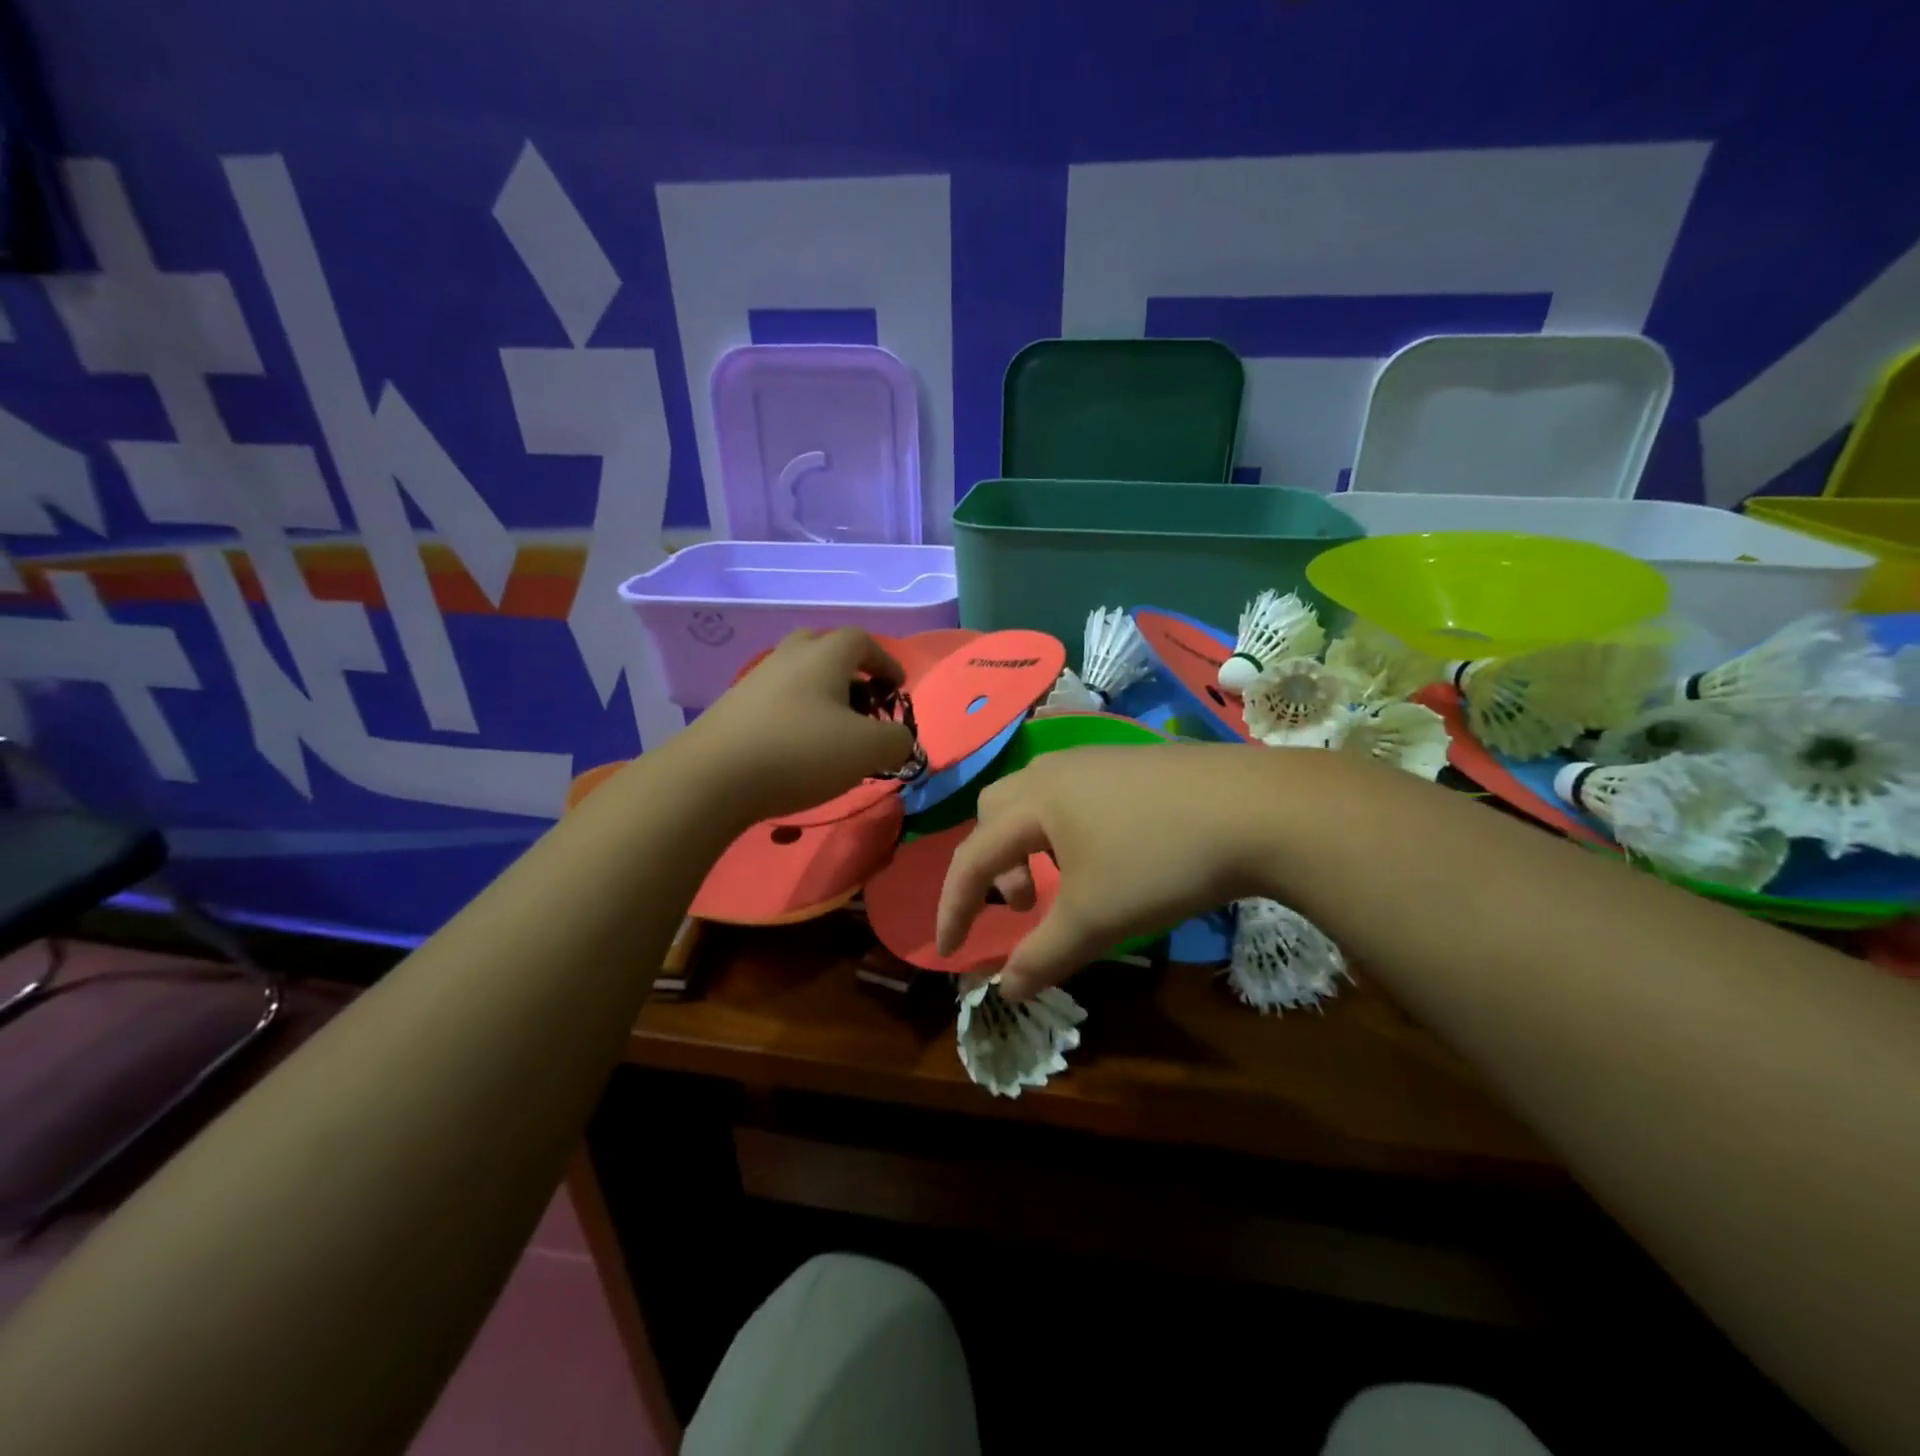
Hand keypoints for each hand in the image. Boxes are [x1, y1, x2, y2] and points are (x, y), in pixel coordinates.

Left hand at [689, 629, 916, 821]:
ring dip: (821, 695)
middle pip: (822, 647)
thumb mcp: (867, 750)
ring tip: (833, 732)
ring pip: (797, 676)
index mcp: (824, 656)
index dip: (885, 661)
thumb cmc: (800, 752)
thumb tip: (899, 740)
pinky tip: (798, 749)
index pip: (861, 640)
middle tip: (863, 702)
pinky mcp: (732, 711)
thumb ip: (897, 740)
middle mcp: (787, 658)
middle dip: (849, 670)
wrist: (712, 778)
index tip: (898, 688)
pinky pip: (775, 702)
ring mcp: (754, 682)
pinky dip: (795, 716)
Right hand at [934, 744, 1286, 1000]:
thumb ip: (1043, 956)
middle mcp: (1056, 770)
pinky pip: (1076, 795)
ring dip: (1032, 846)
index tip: (951, 950)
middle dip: (995, 864)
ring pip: (1038, 801)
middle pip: (997, 812)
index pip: (972, 857)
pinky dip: (1068, 831)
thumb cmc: (1158, 861)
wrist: (1255, 808)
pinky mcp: (1134, 763)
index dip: (955, 906)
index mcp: (1034, 801)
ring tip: (1068, 883)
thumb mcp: (1095, 919)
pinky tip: (1111, 857)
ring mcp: (1098, 760)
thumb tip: (1005, 989)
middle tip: (1024, 904)